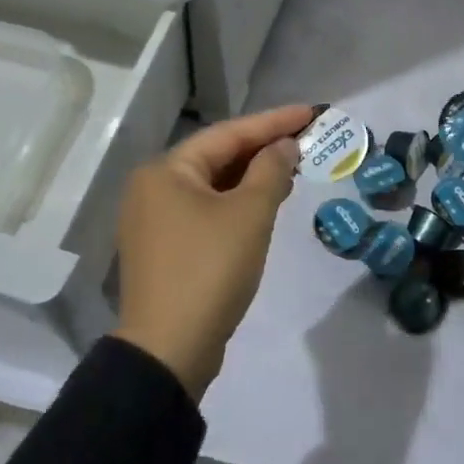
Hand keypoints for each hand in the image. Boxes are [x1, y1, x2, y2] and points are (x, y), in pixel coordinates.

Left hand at [115, 104, 312, 398]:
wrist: (169, 350)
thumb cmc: (210, 270)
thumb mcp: (249, 214)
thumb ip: (271, 171)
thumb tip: (284, 146)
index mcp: (166, 171)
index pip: (228, 133)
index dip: (273, 122)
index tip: (311, 113)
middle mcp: (153, 188)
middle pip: (217, 156)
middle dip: (263, 149)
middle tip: (306, 139)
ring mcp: (154, 220)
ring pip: (212, 186)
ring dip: (252, 177)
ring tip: (294, 167)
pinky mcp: (165, 249)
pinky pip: (206, 210)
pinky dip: (236, 202)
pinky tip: (266, 203)